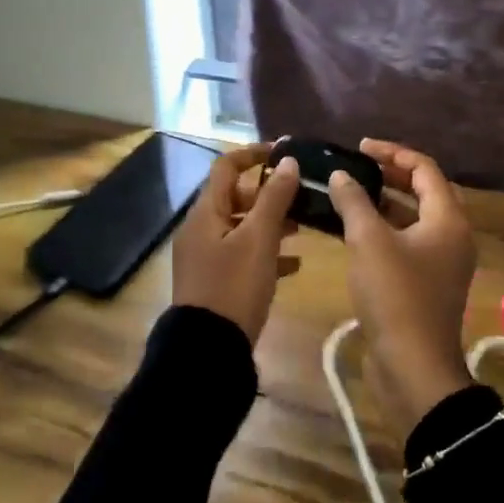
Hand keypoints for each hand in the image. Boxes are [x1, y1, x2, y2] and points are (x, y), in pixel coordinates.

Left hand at [170, 143, 302, 344]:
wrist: (208, 350)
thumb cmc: (234, 286)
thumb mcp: (259, 239)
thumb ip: (275, 199)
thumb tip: (288, 161)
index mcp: (205, 213)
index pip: (226, 167)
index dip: (253, 154)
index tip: (284, 152)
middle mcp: (201, 229)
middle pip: (235, 197)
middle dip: (268, 194)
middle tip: (300, 196)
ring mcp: (206, 257)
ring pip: (241, 227)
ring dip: (270, 223)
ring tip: (303, 227)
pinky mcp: (214, 282)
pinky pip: (242, 255)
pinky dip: (265, 252)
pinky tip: (293, 264)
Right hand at [326, 140, 477, 431]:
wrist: (413, 367)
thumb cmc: (395, 296)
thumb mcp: (369, 241)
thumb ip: (354, 201)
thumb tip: (341, 175)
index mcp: (448, 220)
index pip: (425, 169)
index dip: (392, 153)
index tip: (360, 147)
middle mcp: (452, 236)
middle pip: (424, 191)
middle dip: (390, 175)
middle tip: (357, 166)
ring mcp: (441, 262)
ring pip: (414, 218)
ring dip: (384, 202)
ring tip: (350, 192)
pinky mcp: (426, 283)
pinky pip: (406, 242)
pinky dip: (383, 229)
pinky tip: (352, 229)